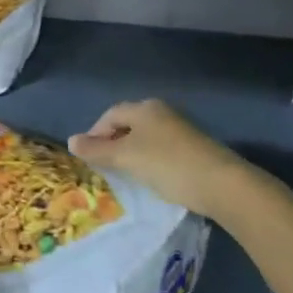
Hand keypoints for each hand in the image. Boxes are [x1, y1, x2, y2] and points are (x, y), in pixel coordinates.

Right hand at [69, 99, 269, 219]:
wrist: (222, 184)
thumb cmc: (166, 164)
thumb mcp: (126, 158)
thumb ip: (97, 150)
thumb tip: (71, 141)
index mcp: (144, 108)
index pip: (110, 115)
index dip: (95, 133)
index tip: (88, 157)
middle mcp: (162, 112)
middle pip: (129, 124)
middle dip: (113, 142)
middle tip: (104, 166)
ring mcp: (181, 129)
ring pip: (146, 137)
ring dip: (132, 152)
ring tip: (125, 174)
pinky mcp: (195, 148)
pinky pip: (162, 149)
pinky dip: (150, 160)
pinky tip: (152, 178)